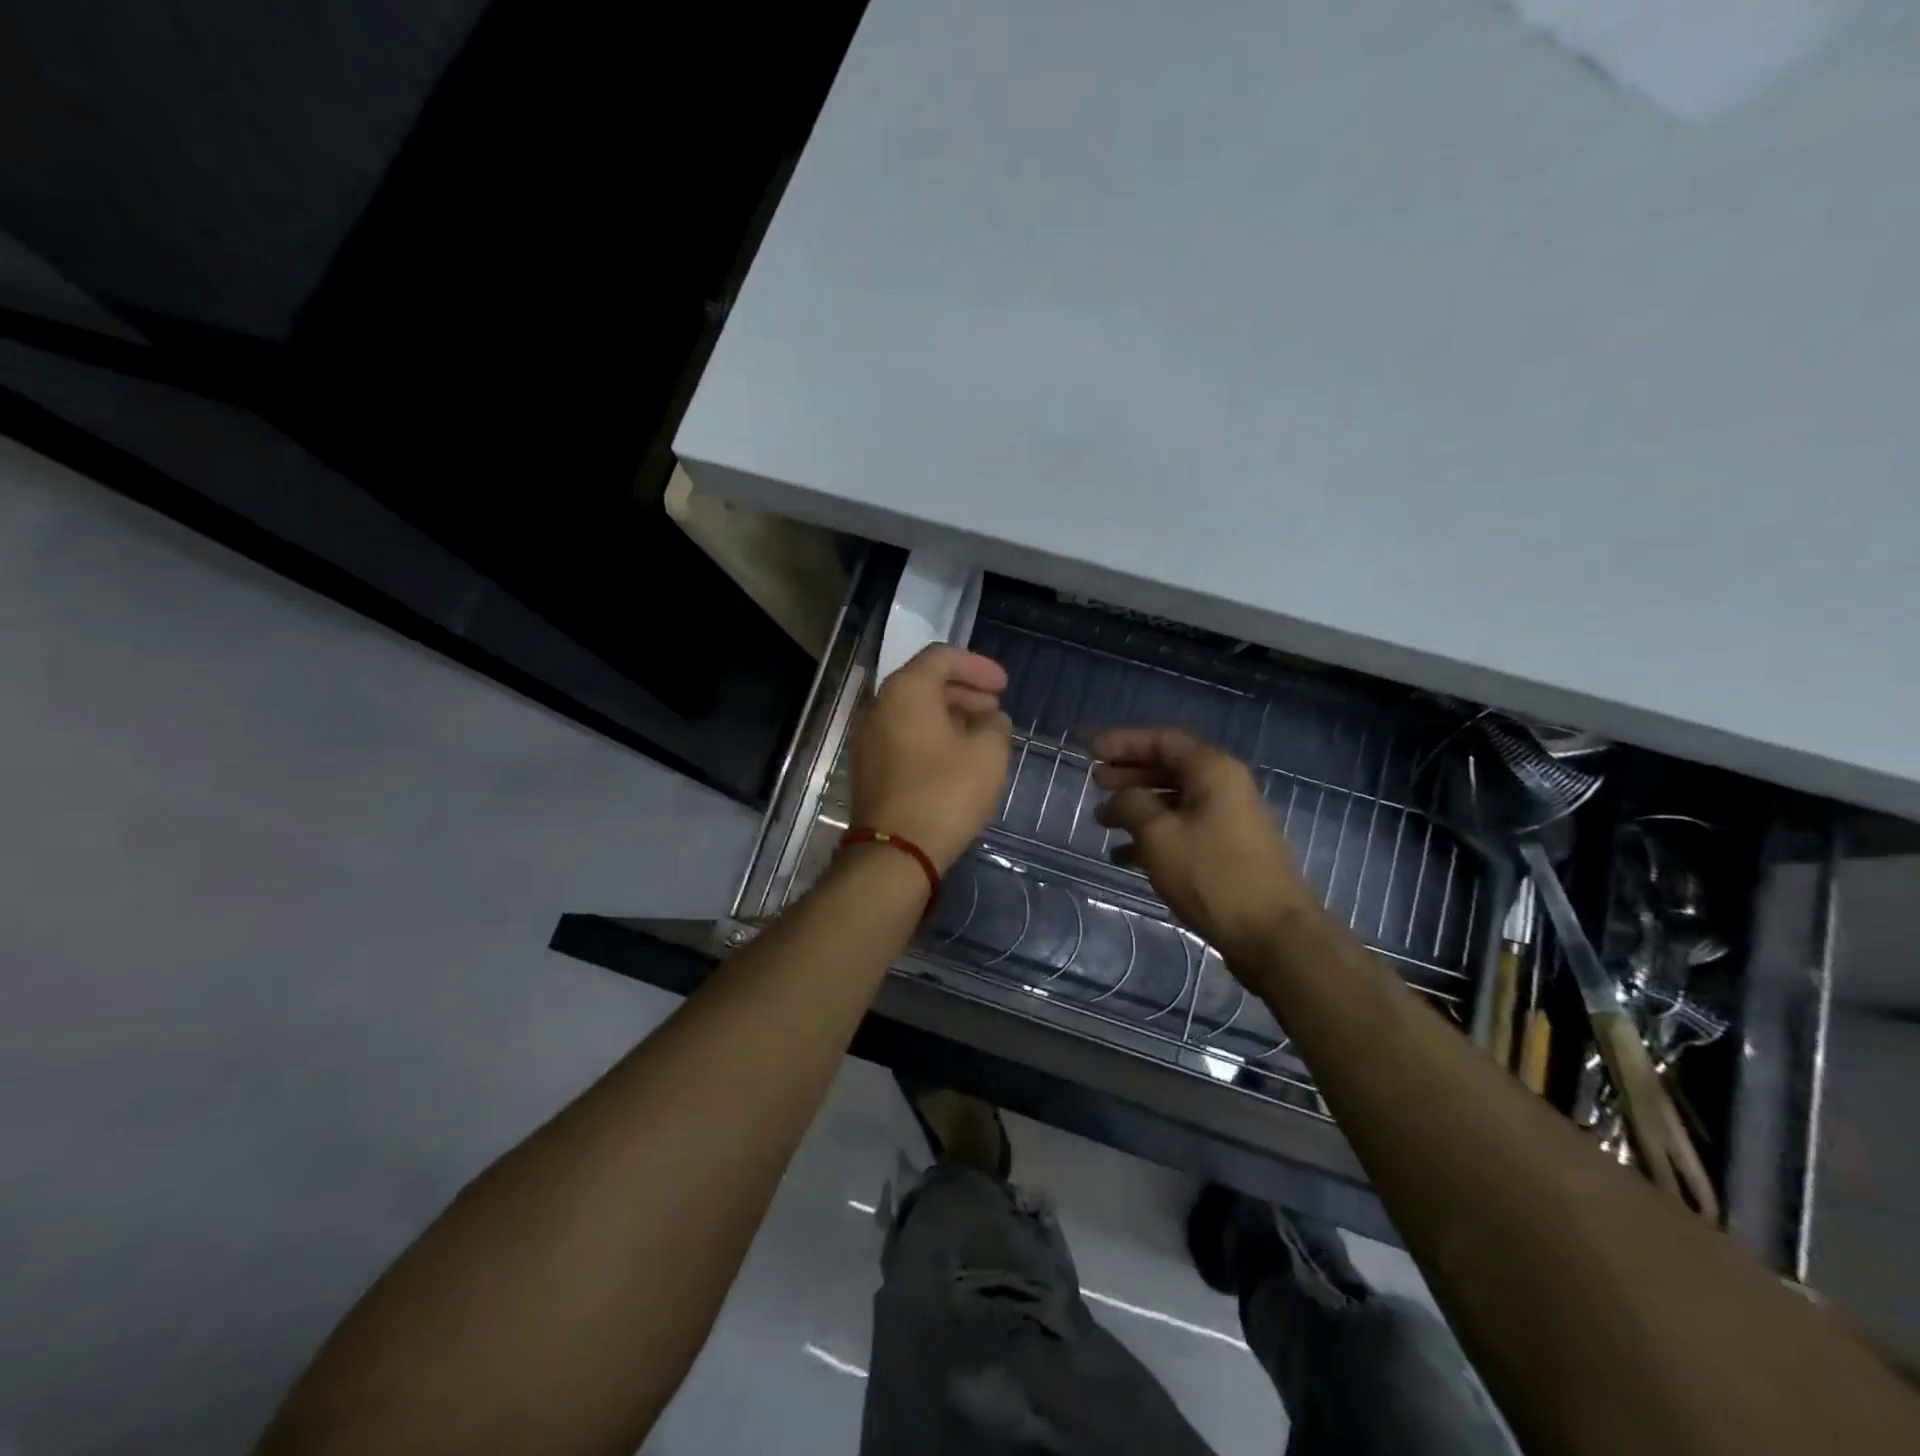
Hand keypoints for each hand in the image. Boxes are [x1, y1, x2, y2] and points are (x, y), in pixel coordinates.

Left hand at [847, 645, 1012, 872]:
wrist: (896, 851)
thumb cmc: (945, 793)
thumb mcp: (988, 754)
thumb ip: (995, 725)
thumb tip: (990, 719)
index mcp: (906, 690)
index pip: (942, 657)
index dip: (978, 666)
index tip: (1004, 686)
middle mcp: (879, 705)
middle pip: (925, 682)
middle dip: (965, 691)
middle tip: (995, 710)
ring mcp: (868, 737)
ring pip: (913, 711)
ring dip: (949, 715)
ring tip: (981, 735)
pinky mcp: (868, 766)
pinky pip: (902, 735)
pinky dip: (931, 735)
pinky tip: (956, 757)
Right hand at [1093, 728, 1313, 964]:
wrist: (1273, 934)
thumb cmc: (1212, 875)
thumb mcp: (1159, 835)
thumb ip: (1131, 805)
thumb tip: (1118, 799)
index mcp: (1213, 771)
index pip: (1163, 741)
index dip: (1125, 742)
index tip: (1092, 750)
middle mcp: (1225, 787)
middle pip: (1170, 768)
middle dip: (1130, 773)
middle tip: (1095, 780)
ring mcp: (1229, 821)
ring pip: (1175, 801)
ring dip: (1138, 806)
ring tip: (1102, 819)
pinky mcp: (1228, 851)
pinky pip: (1183, 829)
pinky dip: (1153, 835)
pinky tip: (1123, 854)